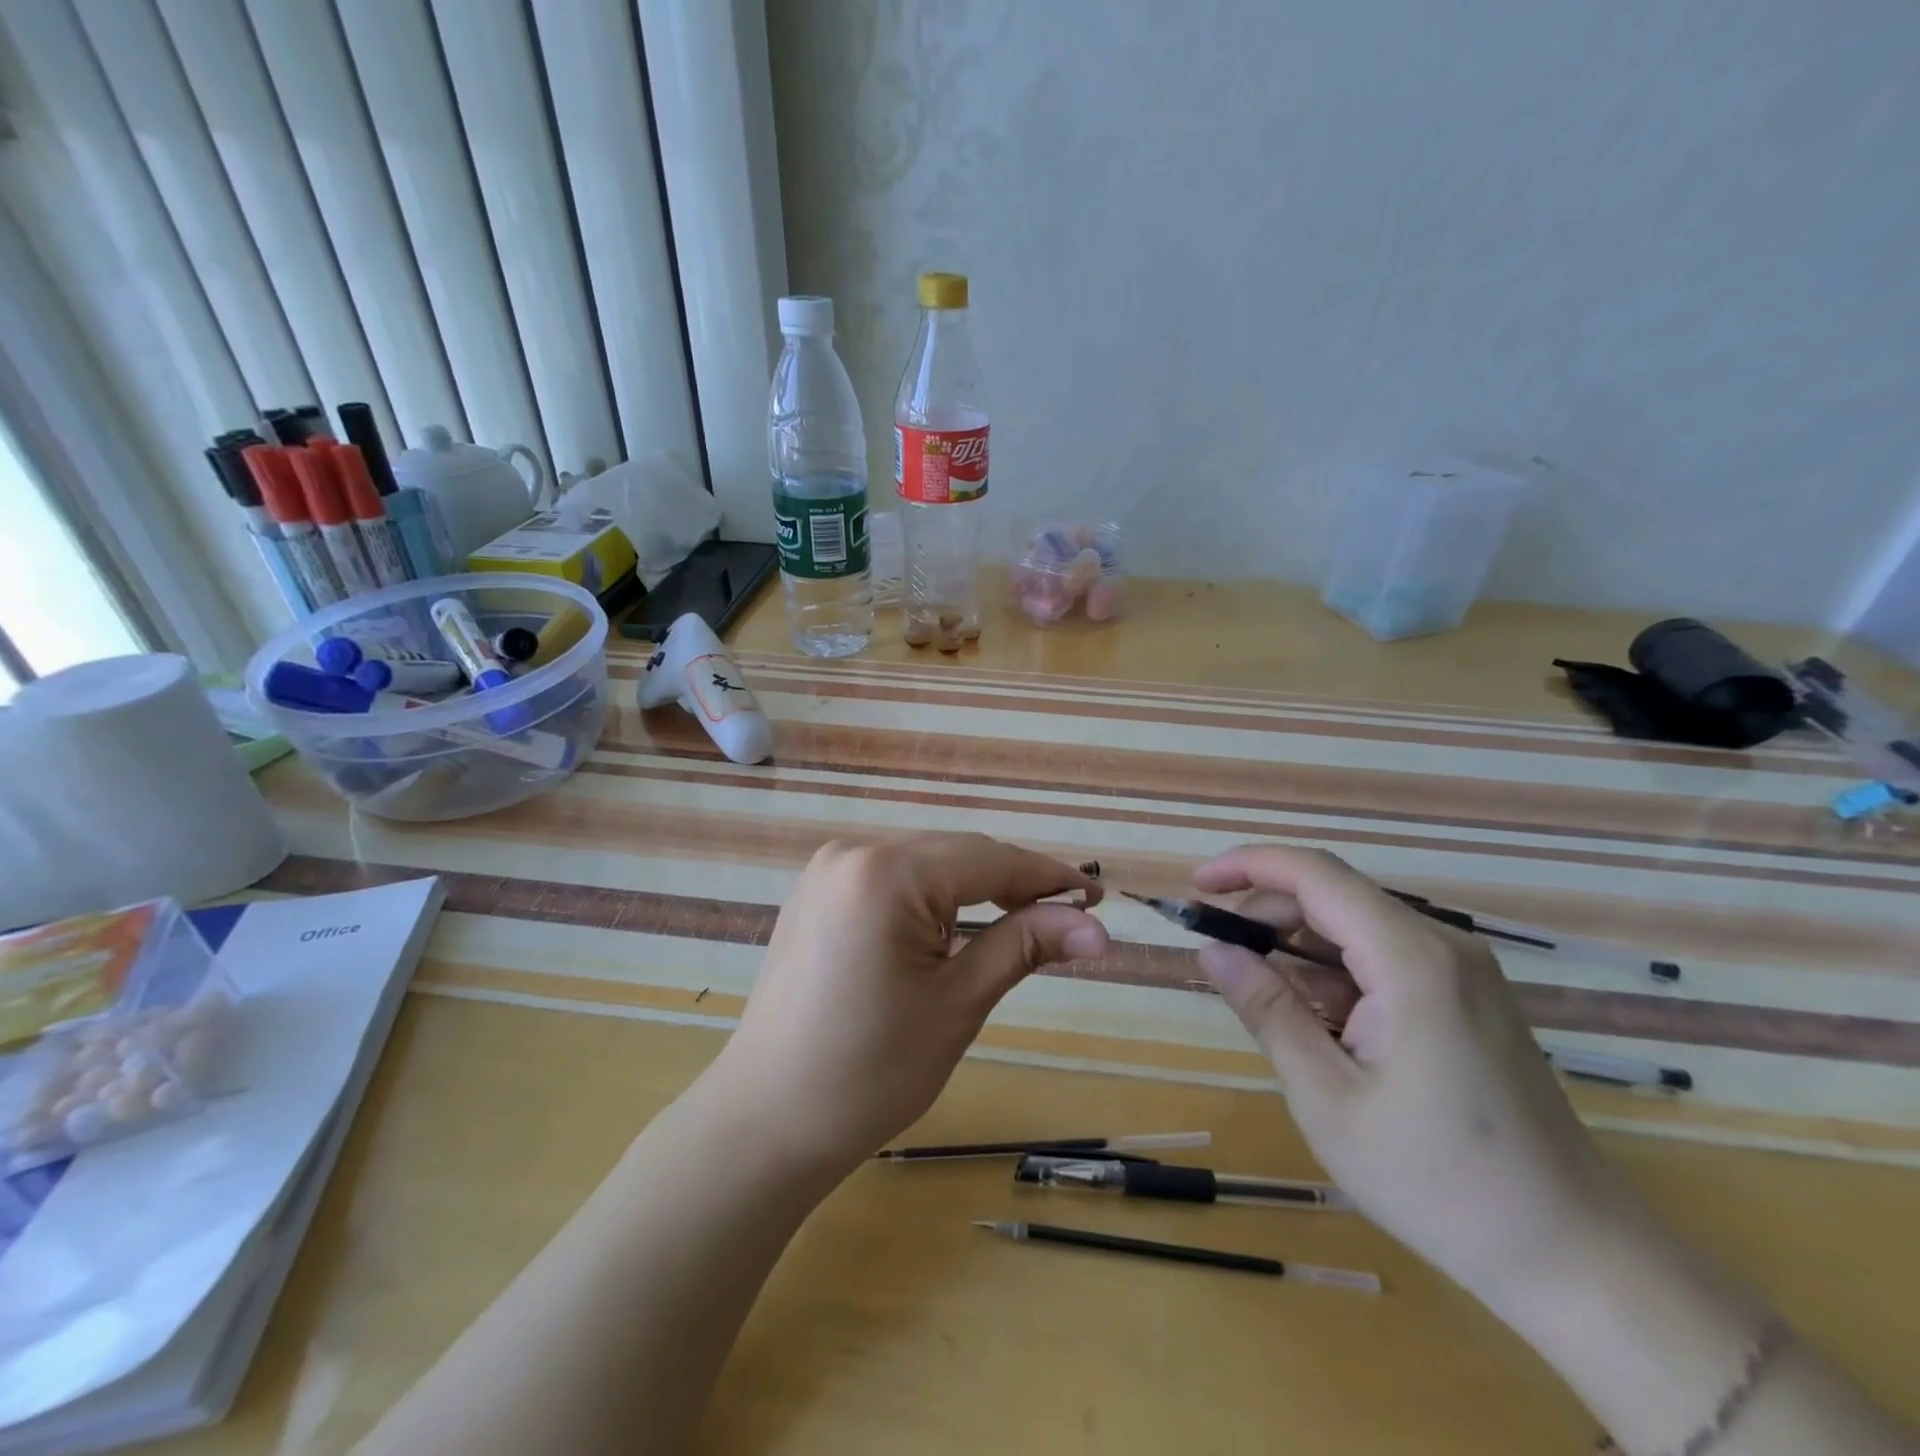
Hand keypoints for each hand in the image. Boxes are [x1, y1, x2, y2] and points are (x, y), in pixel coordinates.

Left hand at [710, 833, 1107, 1175]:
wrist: (765, 1122)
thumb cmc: (869, 1071)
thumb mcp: (958, 1003)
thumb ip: (1025, 946)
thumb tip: (1098, 928)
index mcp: (886, 872)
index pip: (988, 859)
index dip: (1047, 877)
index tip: (1096, 897)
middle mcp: (852, 852)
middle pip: (956, 854)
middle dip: (1013, 883)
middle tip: (1067, 919)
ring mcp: (827, 871)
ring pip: (924, 863)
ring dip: (974, 888)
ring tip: (1023, 922)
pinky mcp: (816, 894)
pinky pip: (891, 879)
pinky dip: (932, 897)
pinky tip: (956, 925)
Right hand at [1194, 844, 1638, 1303]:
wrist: (1575, 1257)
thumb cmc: (1439, 1182)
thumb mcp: (1327, 1097)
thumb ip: (1267, 1010)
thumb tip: (1210, 951)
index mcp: (1412, 959)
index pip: (1315, 874)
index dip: (1248, 866)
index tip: (1195, 886)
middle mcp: (1442, 946)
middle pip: (1334, 895)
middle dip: (1266, 912)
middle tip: (1216, 953)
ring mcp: (1461, 971)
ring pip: (1355, 926)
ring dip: (1297, 947)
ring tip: (1256, 993)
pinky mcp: (1467, 997)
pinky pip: (1383, 958)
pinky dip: (1334, 973)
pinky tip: (1313, 1019)